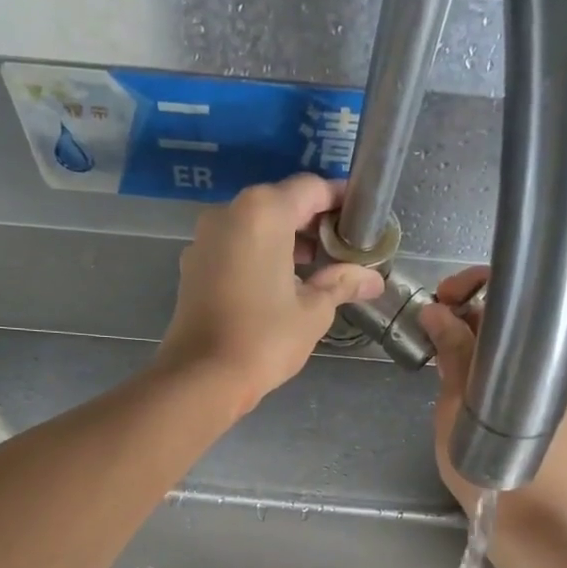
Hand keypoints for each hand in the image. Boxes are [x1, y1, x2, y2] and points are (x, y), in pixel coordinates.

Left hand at [155, 175, 384, 413]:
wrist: (201, 377)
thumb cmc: (264, 339)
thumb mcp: (313, 311)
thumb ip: (342, 283)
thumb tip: (374, 279)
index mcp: (263, 212)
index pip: (311, 189)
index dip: (340, 202)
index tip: (361, 221)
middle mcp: (229, 213)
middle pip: (280, 203)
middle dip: (312, 224)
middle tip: (341, 251)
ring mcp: (204, 239)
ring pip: (254, 226)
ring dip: (285, 241)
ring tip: (314, 271)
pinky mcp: (193, 265)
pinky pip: (234, 247)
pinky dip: (258, 255)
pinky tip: (278, 285)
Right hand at [417, 265, 566, 533]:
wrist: (535, 532)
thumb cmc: (490, 472)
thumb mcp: (459, 409)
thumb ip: (453, 355)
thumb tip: (435, 310)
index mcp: (551, 353)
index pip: (512, 297)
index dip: (471, 288)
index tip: (438, 302)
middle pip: (516, 326)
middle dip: (471, 324)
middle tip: (433, 340)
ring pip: (520, 355)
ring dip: (482, 354)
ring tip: (445, 370)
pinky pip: (528, 380)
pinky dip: (498, 378)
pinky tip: (471, 397)